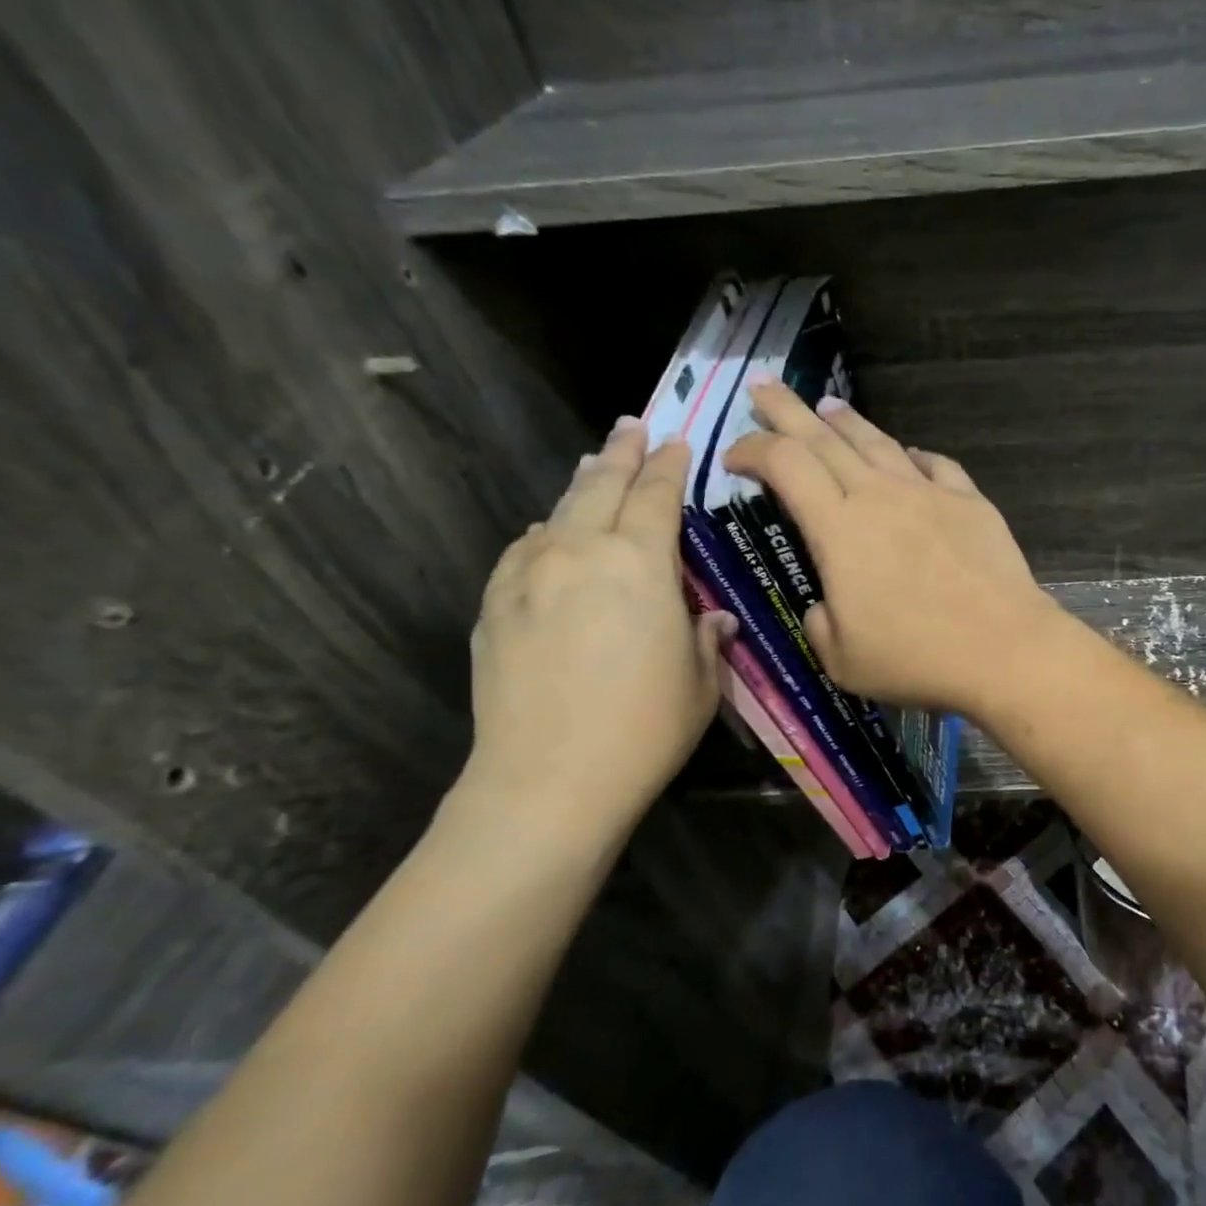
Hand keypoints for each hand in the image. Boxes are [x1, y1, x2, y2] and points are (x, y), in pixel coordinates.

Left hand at [463, 418, 732, 839]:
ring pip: (557, 512)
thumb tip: (711, 617)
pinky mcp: (495, 604)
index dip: (668, 466)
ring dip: (580, 485)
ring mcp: (529, 575)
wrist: (549, 779)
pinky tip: (545, 533)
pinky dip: (542, 532)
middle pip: (601, 486)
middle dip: (621, 453)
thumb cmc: (645, 728)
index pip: (657, 496)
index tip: (675, 443)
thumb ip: (704, 636)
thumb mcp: (700, 682)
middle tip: (631, 427)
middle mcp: (581, 552)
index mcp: (640, 563)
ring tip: (592, 466)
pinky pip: (522, 549)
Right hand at [723, 383, 1060, 715]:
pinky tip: (909, 454)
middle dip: (787, 410)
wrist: (1003, 648)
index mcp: (838, 529)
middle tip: (764, 387)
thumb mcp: (842, 659)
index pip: (785, 465)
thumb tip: (825, 606)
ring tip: (829, 407)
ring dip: (847, 422)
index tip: (733, 455)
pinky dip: (913, 455)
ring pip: (878, 443)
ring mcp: (928, 493)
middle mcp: (879, 496)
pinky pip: (935, 464)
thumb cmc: (915, 658)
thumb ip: (820, 624)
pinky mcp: (970, 502)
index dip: (752, 449)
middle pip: (824, 437)